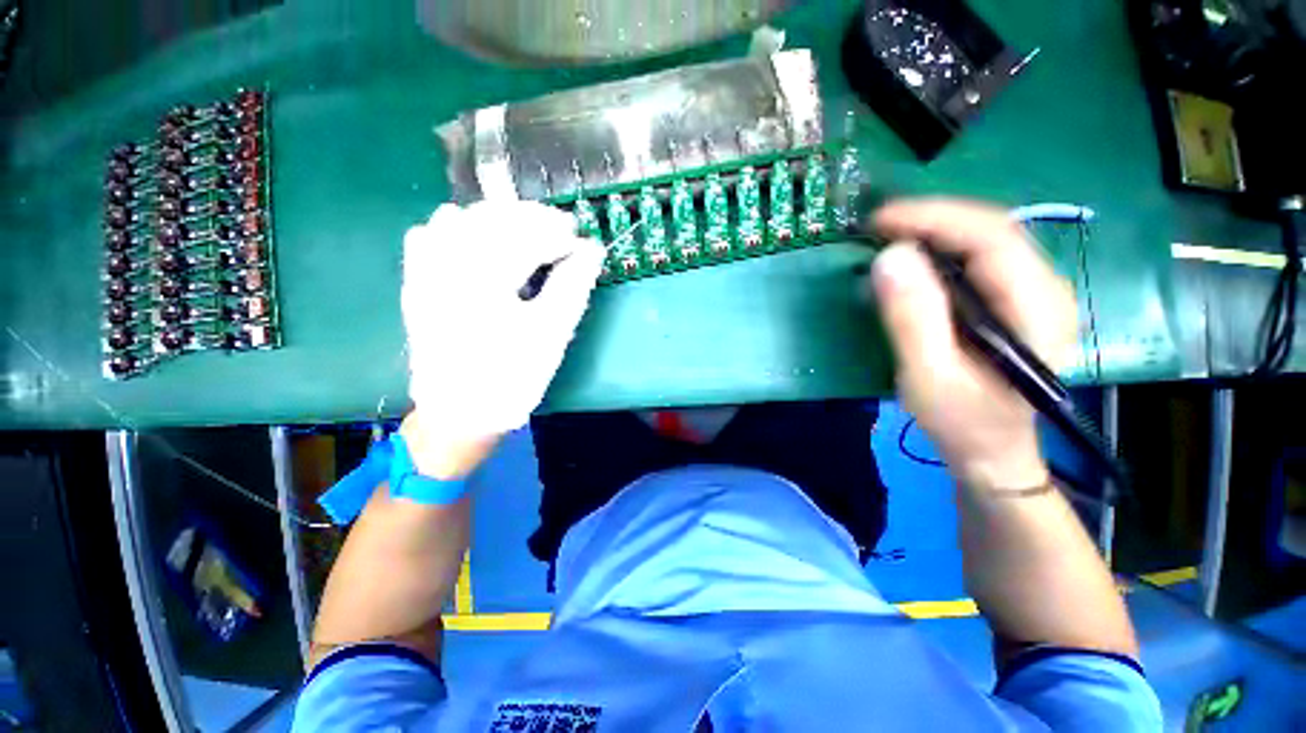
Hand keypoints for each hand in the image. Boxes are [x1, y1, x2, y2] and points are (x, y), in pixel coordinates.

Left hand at [401, 201, 605, 465]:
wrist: (461, 412)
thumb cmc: (513, 377)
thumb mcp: (551, 334)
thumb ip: (573, 287)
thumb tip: (591, 250)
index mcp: (485, 282)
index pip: (525, 237)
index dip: (557, 233)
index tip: (580, 238)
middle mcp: (447, 267)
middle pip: (492, 220)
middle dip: (530, 218)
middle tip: (560, 227)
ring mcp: (425, 273)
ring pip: (459, 219)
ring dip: (497, 217)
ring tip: (526, 228)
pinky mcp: (416, 283)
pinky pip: (428, 236)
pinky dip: (455, 226)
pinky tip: (474, 234)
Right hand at [870, 199, 1077, 493]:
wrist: (993, 452)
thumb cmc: (963, 423)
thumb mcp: (929, 377)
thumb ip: (912, 318)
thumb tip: (890, 257)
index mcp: (1035, 307)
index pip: (990, 237)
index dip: (933, 218)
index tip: (879, 220)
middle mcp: (1043, 288)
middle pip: (990, 228)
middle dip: (930, 218)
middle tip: (875, 225)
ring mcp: (1030, 292)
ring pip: (983, 238)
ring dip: (933, 229)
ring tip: (886, 236)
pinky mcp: (1010, 300)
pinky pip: (975, 258)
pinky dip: (938, 249)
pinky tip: (910, 258)